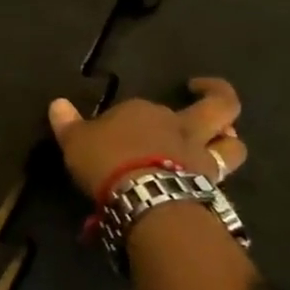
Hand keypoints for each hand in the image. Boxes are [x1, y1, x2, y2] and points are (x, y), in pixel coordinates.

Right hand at [47, 77, 247, 199]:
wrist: (145, 196)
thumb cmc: (107, 160)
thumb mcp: (75, 141)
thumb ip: (68, 123)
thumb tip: (57, 104)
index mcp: (144, 110)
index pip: (140, 107)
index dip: (131, 116)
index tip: (115, 130)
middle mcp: (179, 126)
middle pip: (216, 107)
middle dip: (216, 95)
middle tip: (205, 92)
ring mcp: (200, 156)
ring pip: (232, 143)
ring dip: (230, 140)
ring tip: (223, 139)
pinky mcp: (210, 186)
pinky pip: (222, 176)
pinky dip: (218, 175)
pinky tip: (210, 180)